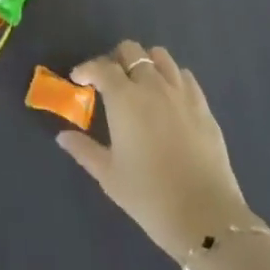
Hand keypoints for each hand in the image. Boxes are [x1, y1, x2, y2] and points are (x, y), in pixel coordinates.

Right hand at [58, 41, 258, 261]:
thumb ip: (84, 149)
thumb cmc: (149, 196)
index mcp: (124, 98)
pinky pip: (185, 76)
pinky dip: (172, 77)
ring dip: (145, 63)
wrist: (206, 218)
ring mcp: (181, 93)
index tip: (78, 80)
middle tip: (109, 82)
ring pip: (160, 56)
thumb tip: (62, 136)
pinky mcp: (204, 106)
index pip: (101, 66)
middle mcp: (152, 86)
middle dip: (115, 60)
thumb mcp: (109, 176)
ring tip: (140, 84)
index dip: (86, 69)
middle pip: (131, 51)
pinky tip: (168, 97)